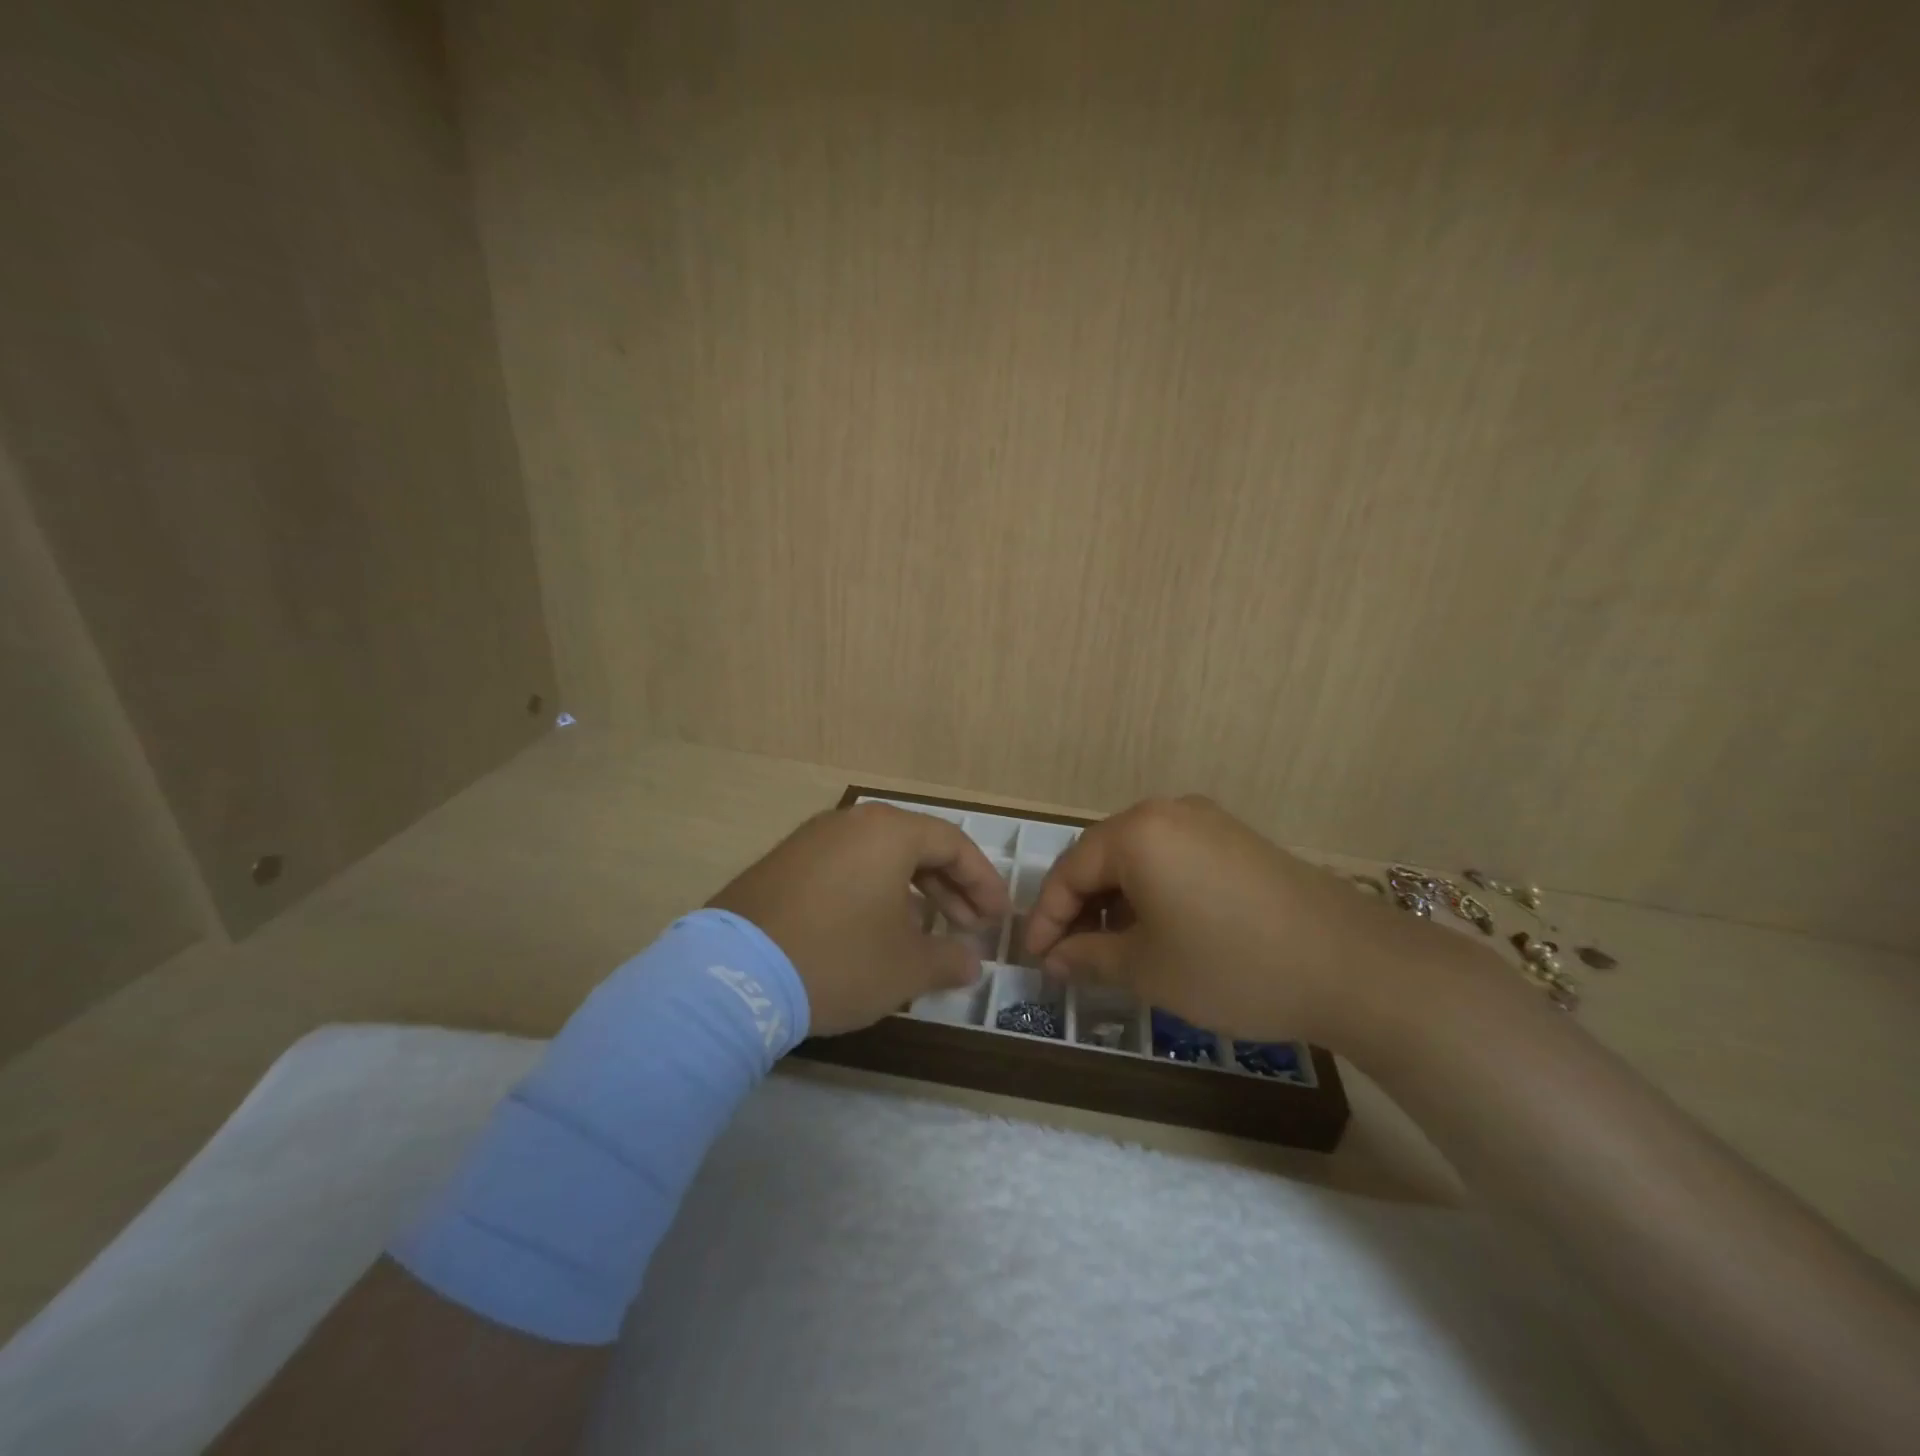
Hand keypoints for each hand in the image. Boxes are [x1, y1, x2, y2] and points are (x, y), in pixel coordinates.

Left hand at [709, 803, 1011, 1036]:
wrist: (733, 976)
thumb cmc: (839, 959)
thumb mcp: (906, 967)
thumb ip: (949, 960)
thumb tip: (971, 963)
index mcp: (888, 832)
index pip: (953, 844)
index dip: (983, 881)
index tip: (997, 917)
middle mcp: (849, 823)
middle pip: (915, 847)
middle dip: (949, 888)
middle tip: (968, 926)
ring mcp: (809, 841)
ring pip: (877, 858)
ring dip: (910, 892)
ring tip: (924, 932)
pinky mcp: (781, 866)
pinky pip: (843, 870)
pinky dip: (871, 894)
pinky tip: (871, 931)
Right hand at [1022, 795, 1482, 1052]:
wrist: (1352, 966)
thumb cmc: (1231, 965)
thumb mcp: (1148, 968)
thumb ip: (1089, 956)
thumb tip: (1054, 958)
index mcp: (1136, 833)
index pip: (1069, 871)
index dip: (1046, 918)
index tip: (1034, 959)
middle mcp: (1168, 812)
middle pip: (1102, 857)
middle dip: (1079, 907)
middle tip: (1068, 954)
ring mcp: (1209, 822)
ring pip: (1139, 858)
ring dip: (1116, 900)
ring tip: (1111, 948)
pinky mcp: (1238, 841)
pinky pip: (1175, 859)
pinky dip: (1153, 891)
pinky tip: (1159, 929)